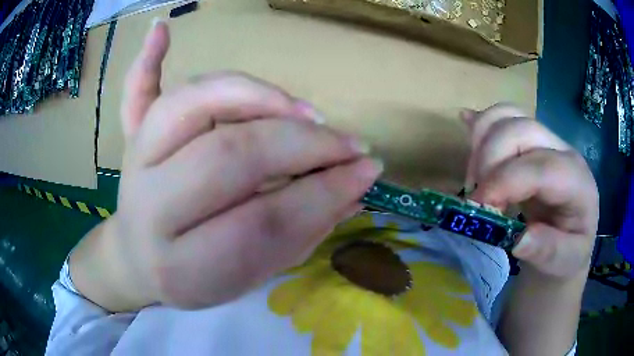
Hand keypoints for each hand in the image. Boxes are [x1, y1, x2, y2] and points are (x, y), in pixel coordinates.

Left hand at [92, 20, 381, 309]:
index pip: (262, 224)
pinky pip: (134, 93)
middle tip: (346, 144)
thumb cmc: (194, 276)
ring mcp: (134, 164)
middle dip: (301, 144)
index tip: (366, 173)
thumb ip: (300, 236)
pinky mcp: (129, 140)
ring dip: (255, 95)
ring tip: (303, 111)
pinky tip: (161, 30)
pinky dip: (147, 60)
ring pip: (192, 104)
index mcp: (181, 265)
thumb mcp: (250, 276)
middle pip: (230, 154)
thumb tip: (354, 190)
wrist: (137, 261)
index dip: (322, 194)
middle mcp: (149, 208)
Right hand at [463, 104, 598, 278]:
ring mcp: (545, 140)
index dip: (504, 181)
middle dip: (489, 159)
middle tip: (475, 197)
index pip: (540, 167)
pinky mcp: (530, 140)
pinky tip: (469, 134)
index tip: (477, 208)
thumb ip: (547, 252)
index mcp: (577, 182)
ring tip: (474, 178)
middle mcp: (563, 150)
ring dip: (481, 140)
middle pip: (521, 129)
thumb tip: (519, 239)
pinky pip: (502, 117)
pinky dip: (482, 125)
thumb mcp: (565, 261)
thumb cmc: (569, 251)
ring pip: (508, 115)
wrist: (571, 235)